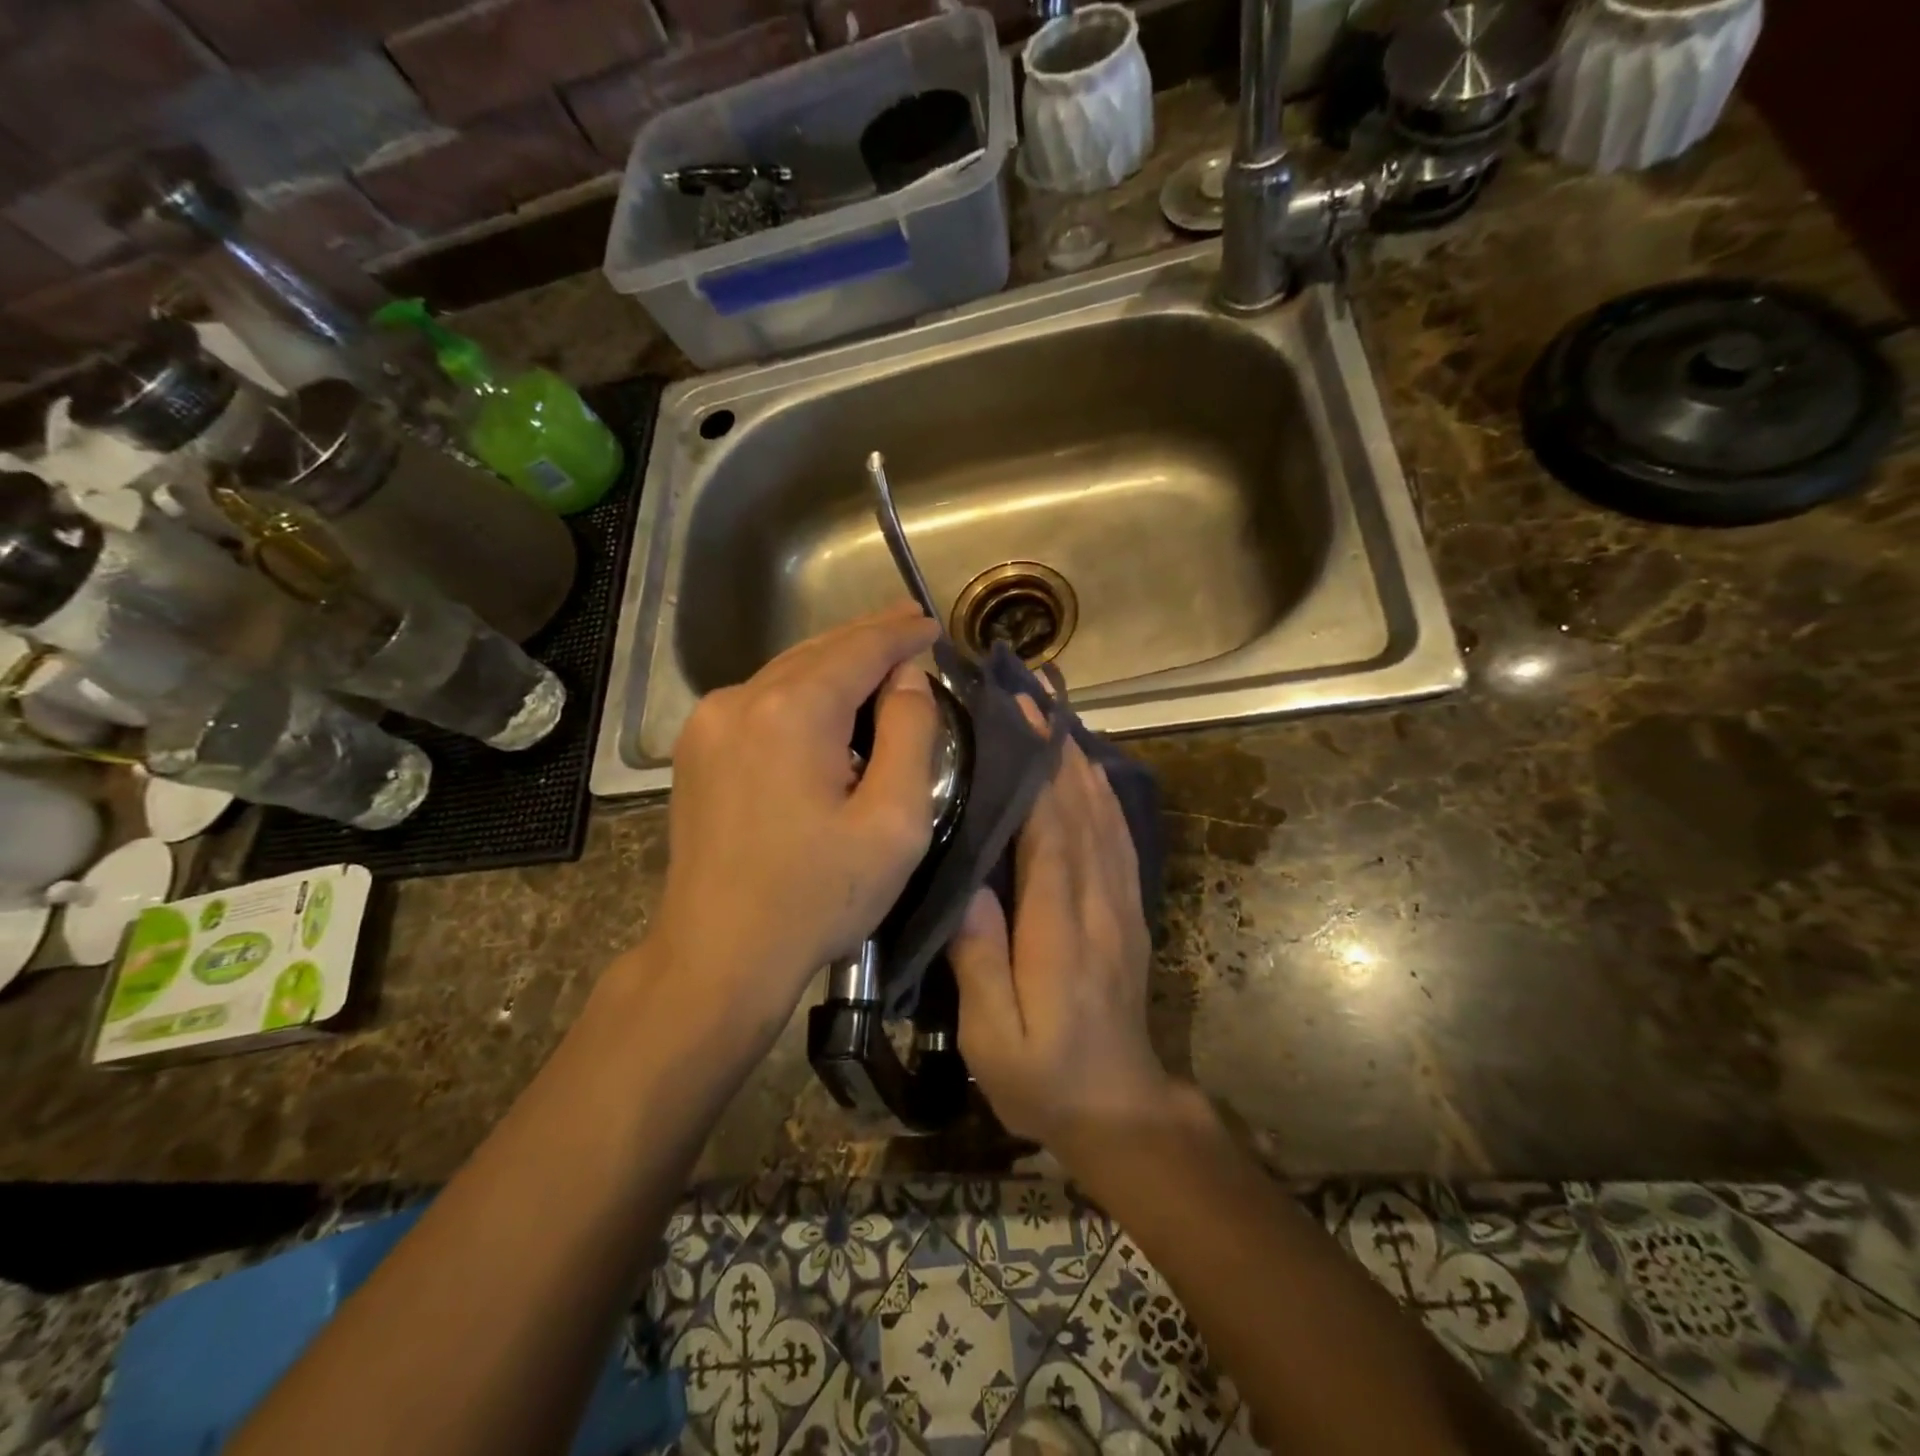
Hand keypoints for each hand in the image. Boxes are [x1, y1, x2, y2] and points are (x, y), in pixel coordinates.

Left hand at [645, 605, 941, 1034]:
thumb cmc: (817, 896)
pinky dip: (803, 690)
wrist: (719, 955)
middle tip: (911, 621)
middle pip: (819, 650)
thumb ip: (910, 734)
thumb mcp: (893, 822)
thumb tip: (906, 678)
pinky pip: (762, 698)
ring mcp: (709, 722)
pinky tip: (827, 700)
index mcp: (792, 711)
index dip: (900, 633)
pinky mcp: (696, 748)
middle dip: (868, 636)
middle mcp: (741, 699)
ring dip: (835, 663)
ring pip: (787, 671)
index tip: (932, 622)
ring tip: (879, 657)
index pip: (859, 649)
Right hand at [947, 706, 1170, 1148]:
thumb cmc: (1043, 1077)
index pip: (1052, 831)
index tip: (1021, 718)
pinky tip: (1089, 772)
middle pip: (1082, 809)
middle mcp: (1098, 902)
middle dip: (1058, 748)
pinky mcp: (1129, 910)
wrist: (1119, 1107)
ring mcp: (1121, 903)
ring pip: (1105, 816)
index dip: (1039, 770)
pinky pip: (1119, 838)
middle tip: (1035, 694)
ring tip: (1059, 716)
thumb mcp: (994, 1037)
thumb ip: (981, 962)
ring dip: (1082, 761)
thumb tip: (970, 887)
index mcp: (1061, 928)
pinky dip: (1103, 796)